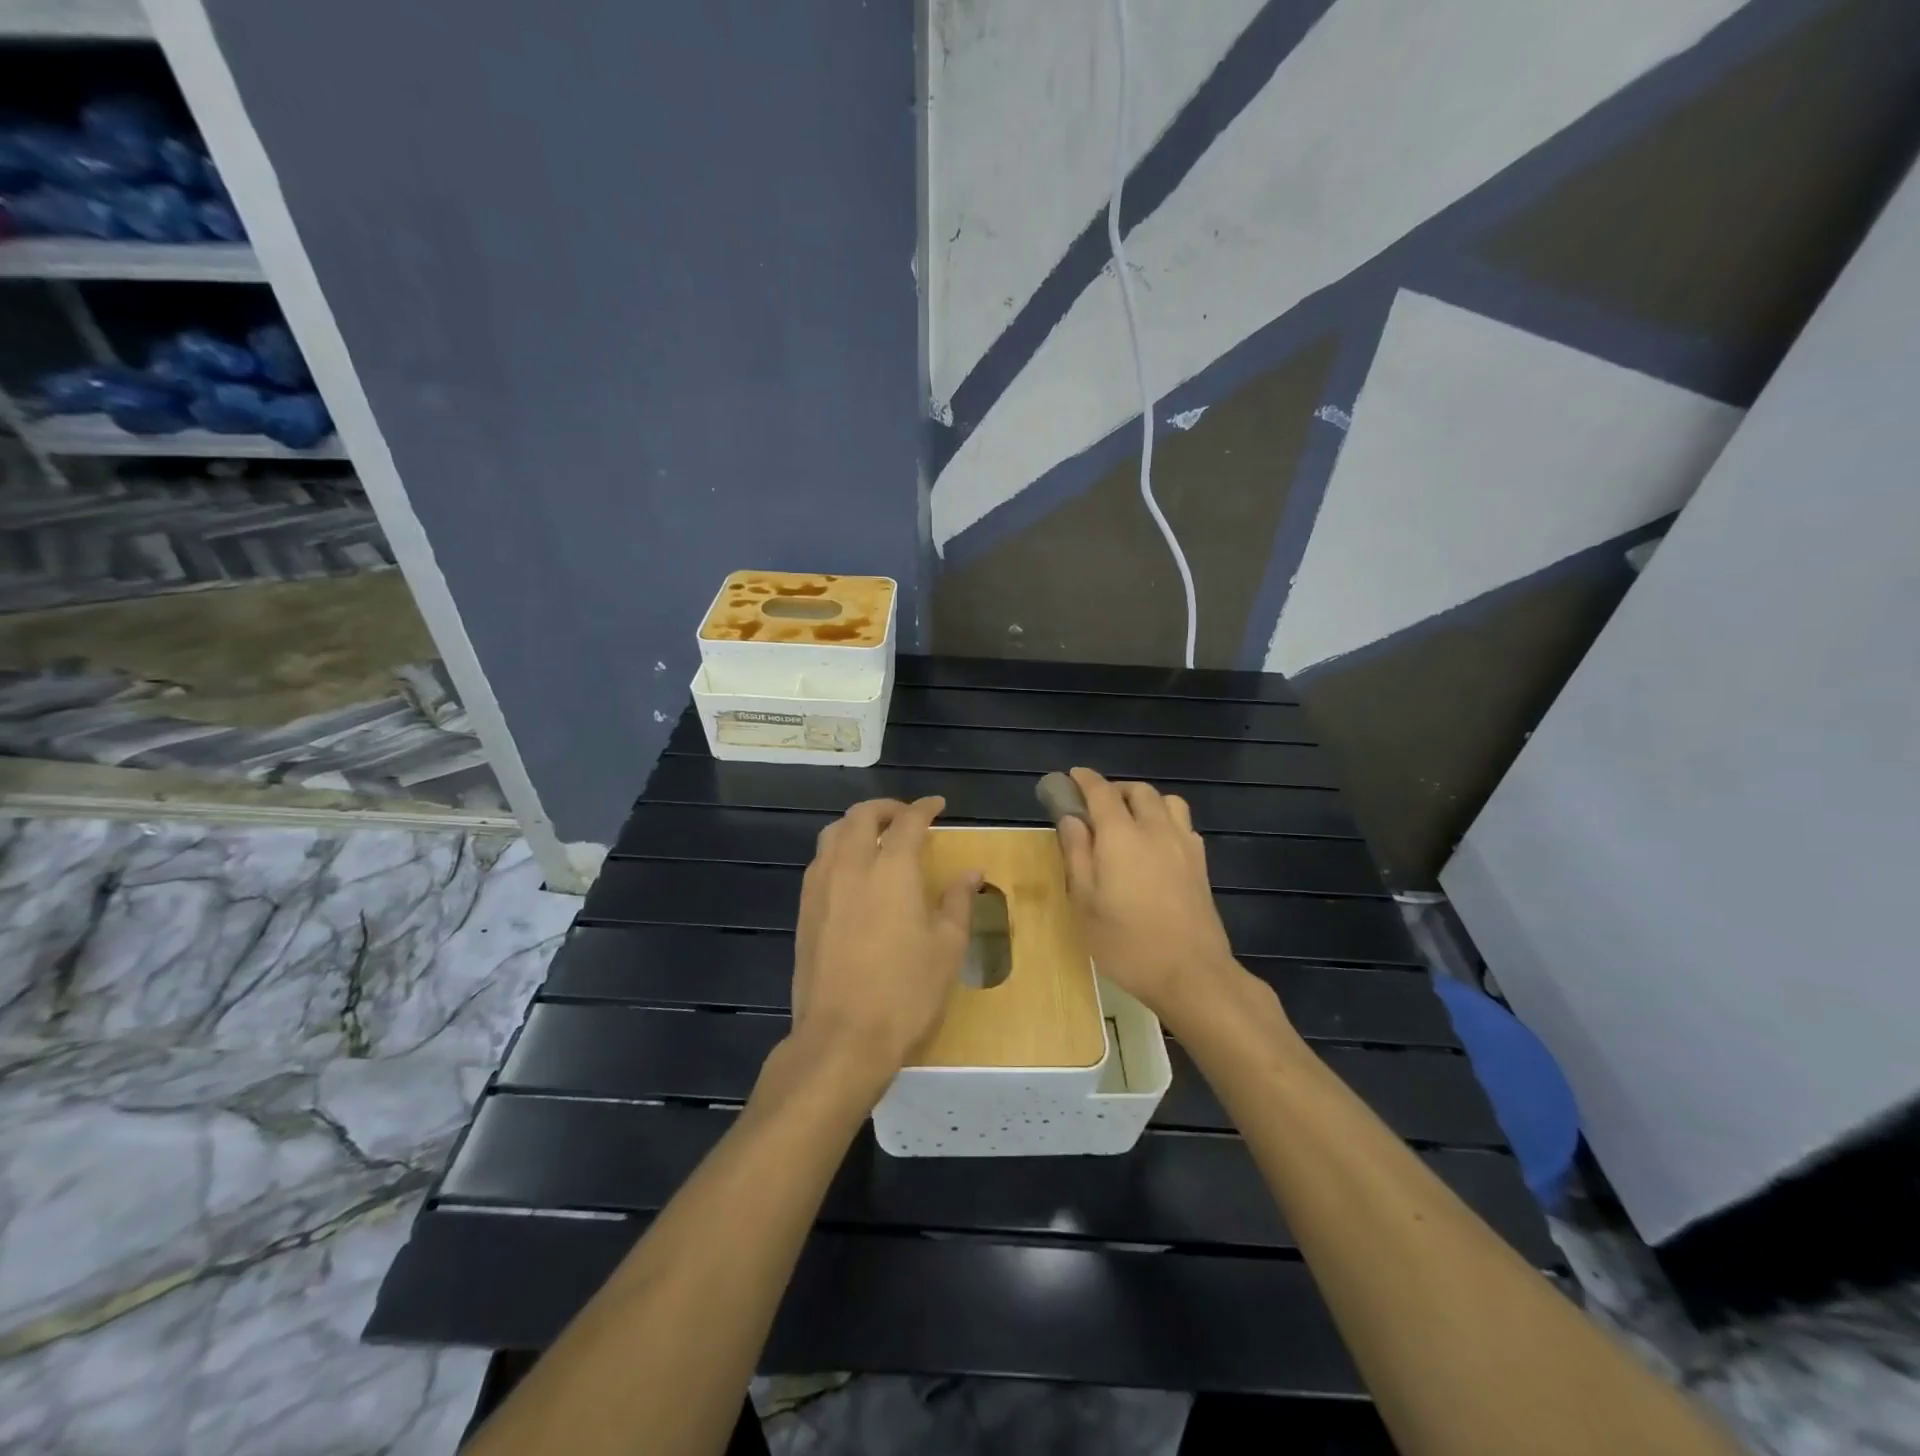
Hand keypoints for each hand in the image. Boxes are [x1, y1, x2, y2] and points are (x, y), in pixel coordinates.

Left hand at [789, 797, 979, 1090]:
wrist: (841, 1038)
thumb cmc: (904, 993)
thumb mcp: (946, 949)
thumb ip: (957, 902)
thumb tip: (971, 873)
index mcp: (891, 870)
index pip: (908, 822)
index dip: (924, 808)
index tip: (937, 806)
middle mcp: (851, 867)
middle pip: (862, 816)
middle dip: (886, 808)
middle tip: (907, 817)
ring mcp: (821, 887)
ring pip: (833, 833)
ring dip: (857, 825)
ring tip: (877, 837)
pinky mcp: (804, 910)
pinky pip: (820, 860)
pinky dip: (839, 849)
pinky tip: (852, 872)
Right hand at [1056, 767, 1267, 1034]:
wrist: (1191, 973)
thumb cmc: (1127, 943)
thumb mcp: (1085, 903)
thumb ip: (1077, 854)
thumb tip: (1071, 819)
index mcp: (1121, 835)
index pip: (1101, 792)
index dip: (1084, 780)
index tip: (1071, 777)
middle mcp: (1155, 829)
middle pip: (1138, 790)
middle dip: (1115, 790)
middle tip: (1095, 808)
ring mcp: (1184, 844)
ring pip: (1167, 801)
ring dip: (1145, 801)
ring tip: (1129, 822)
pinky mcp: (1201, 863)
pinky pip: (1183, 824)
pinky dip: (1165, 821)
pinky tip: (1156, 846)